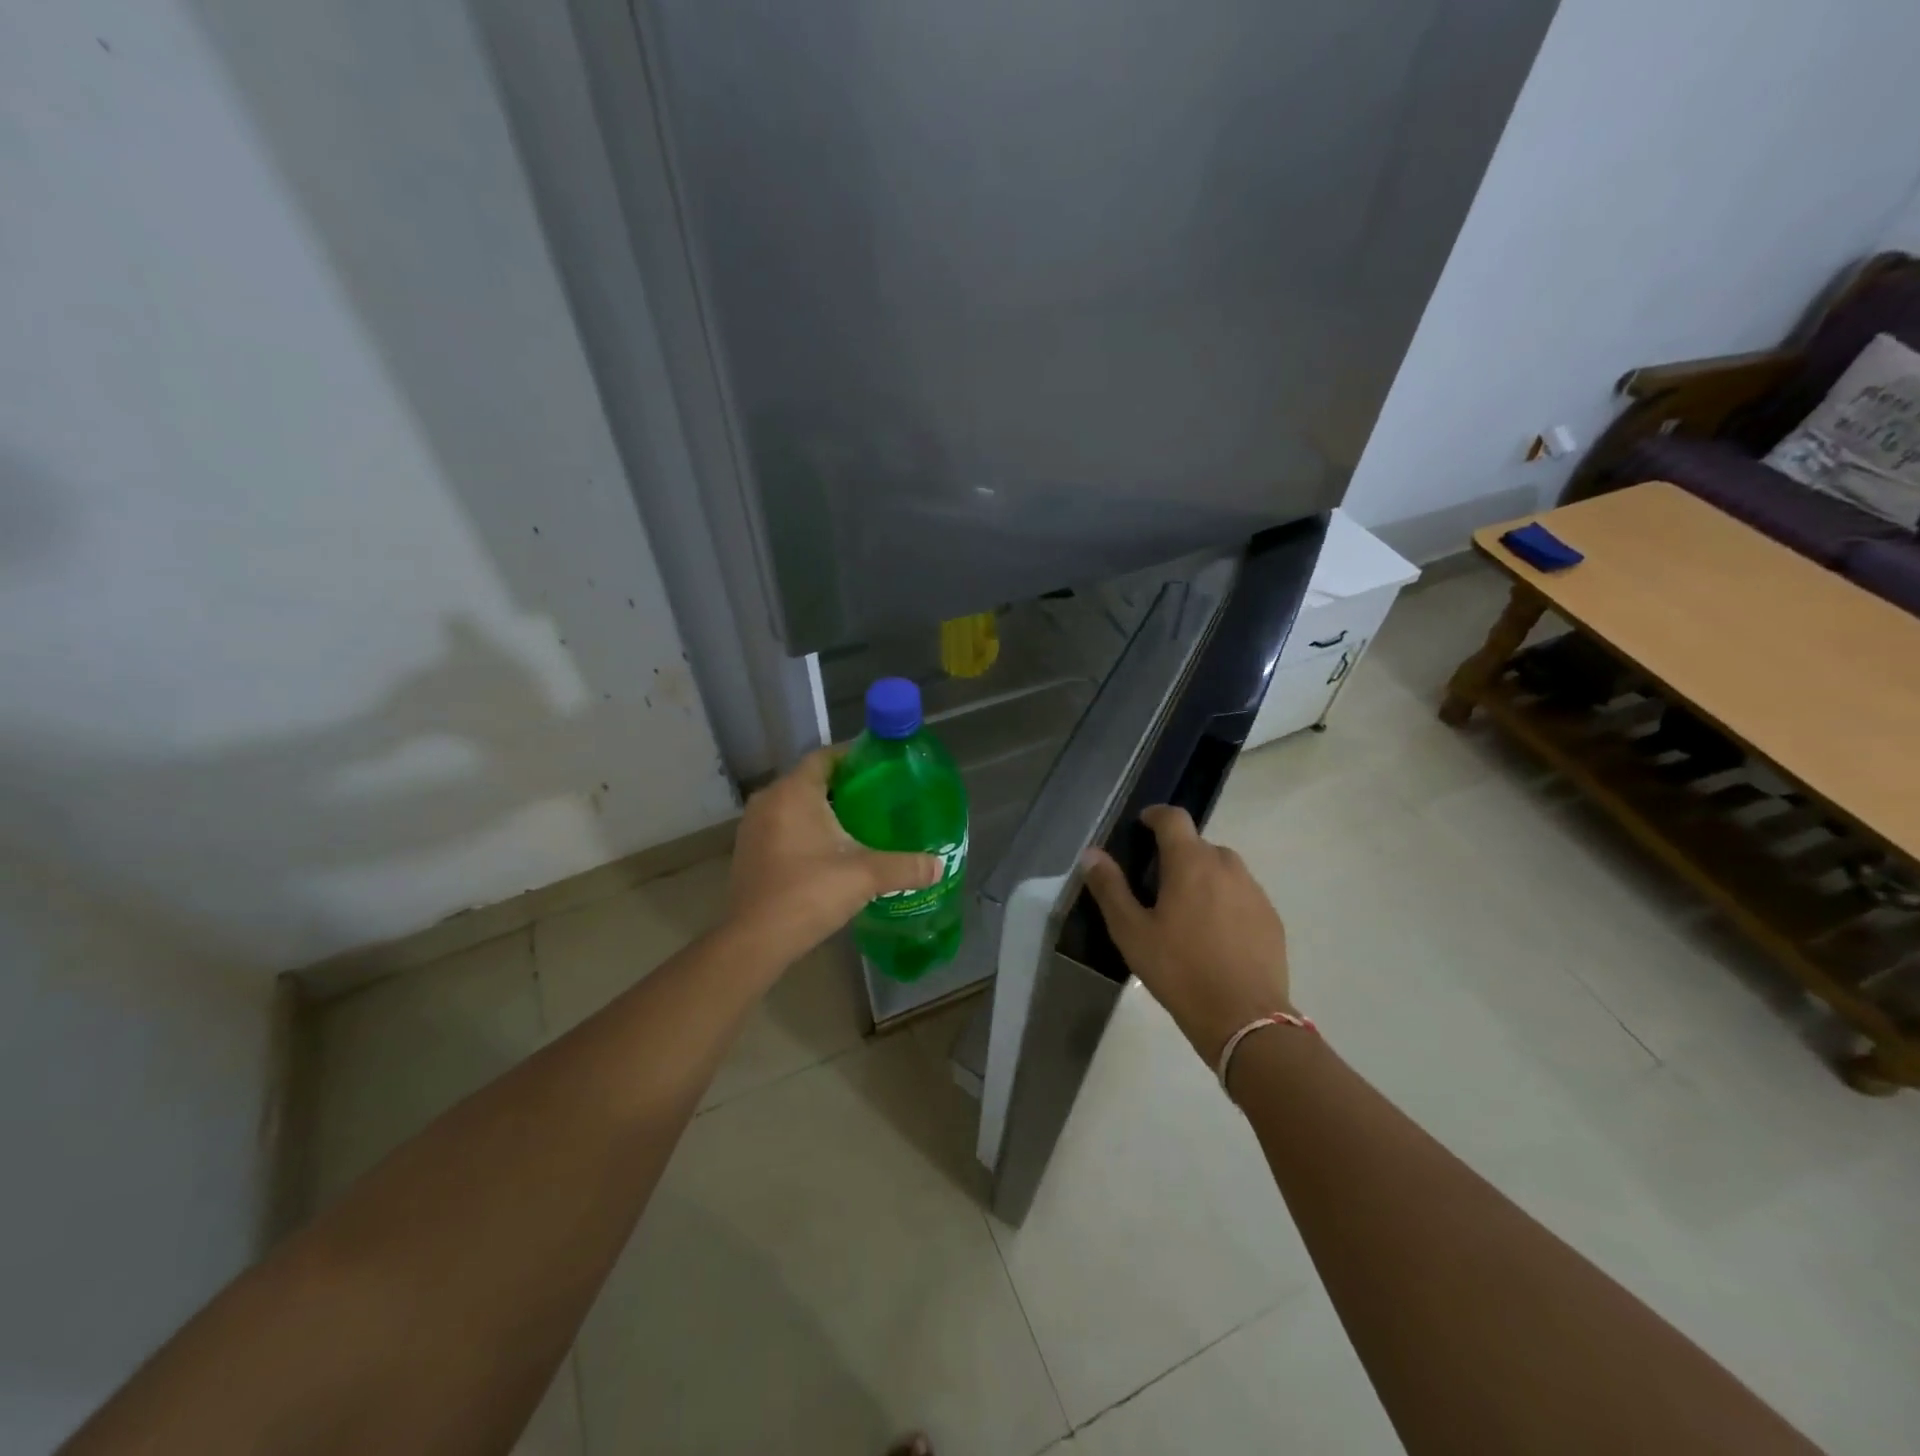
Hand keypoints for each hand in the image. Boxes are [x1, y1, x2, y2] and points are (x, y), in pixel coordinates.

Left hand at [726, 747, 941, 964]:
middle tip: (880, 798)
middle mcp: (769, 800)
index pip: (825, 756)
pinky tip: (832, 850)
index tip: (882, 768)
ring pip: (796, 804)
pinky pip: (783, 825)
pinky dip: (806, 829)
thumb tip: (938, 865)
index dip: (854, 757)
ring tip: (861, 824)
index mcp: (794, 792)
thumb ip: (905, 866)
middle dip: (845, 786)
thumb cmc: (809, 893)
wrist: (755, 940)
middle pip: (812, 780)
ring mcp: (754, 826)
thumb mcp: (865, 876)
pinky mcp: (749, 850)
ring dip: (825, 810)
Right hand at [1080, 805, 1291, 1064]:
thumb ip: (1110, 888)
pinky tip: (1215, 935)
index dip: (1155, 815)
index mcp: (1190, 862)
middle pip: (1198, 844)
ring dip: (1203, 877)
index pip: (1173, 818)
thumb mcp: (1131, 932)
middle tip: (1158, 886)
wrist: (1245, 1018)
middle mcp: (1226, 866)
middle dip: (1177, 855)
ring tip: (1187, 912)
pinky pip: (1242, 894)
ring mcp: (1254, 891)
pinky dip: (1226, 901)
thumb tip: (1092, 853)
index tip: (1142, 826)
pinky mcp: (1272, 918)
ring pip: (1223, 869)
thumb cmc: (1179, 970)